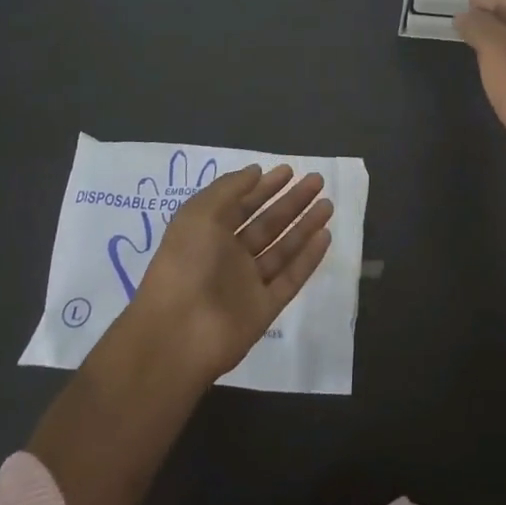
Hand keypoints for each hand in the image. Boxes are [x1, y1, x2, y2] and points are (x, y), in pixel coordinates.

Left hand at [131, 163, 334, 385]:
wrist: (177, 334)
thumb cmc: (185, 263)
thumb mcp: (200, 213)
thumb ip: (230, 188)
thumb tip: (256, 171)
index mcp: (208, 234)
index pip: (242, 205)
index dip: (264, 187)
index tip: (289, 170)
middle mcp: (229, 257)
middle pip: (267, 224)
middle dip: (291, 201)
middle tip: (317, 180)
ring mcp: (247, 284)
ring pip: (282, 249)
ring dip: (305, 226)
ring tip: (328, 204)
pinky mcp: (264, 309)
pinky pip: (290, 278)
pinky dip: (308, 258)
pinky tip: (325, 236)